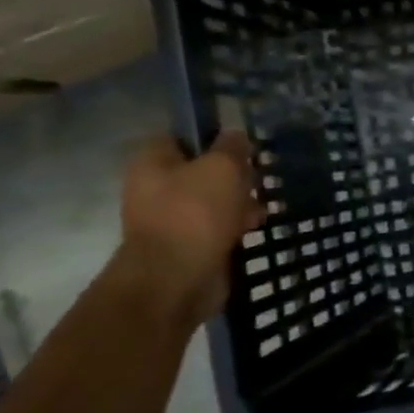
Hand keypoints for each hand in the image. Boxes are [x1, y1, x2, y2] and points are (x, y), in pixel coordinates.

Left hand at [117, 132, 265, 322]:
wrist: (177, 278)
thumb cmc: (196, 212)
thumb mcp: (222, 167)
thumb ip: (232, 146)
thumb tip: (236, 135)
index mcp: (152, 161)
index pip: (182, 136)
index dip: (214, 136)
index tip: (242, 145)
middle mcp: (154, 186)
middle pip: (201, 168)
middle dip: (233, 173)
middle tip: (256, 177)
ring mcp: (169, 217)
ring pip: (213, 198)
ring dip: (239, 200)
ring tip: (261, 205)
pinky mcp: (187, 243)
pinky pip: (216, 225)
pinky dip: (235, 224)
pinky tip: (254, 225)